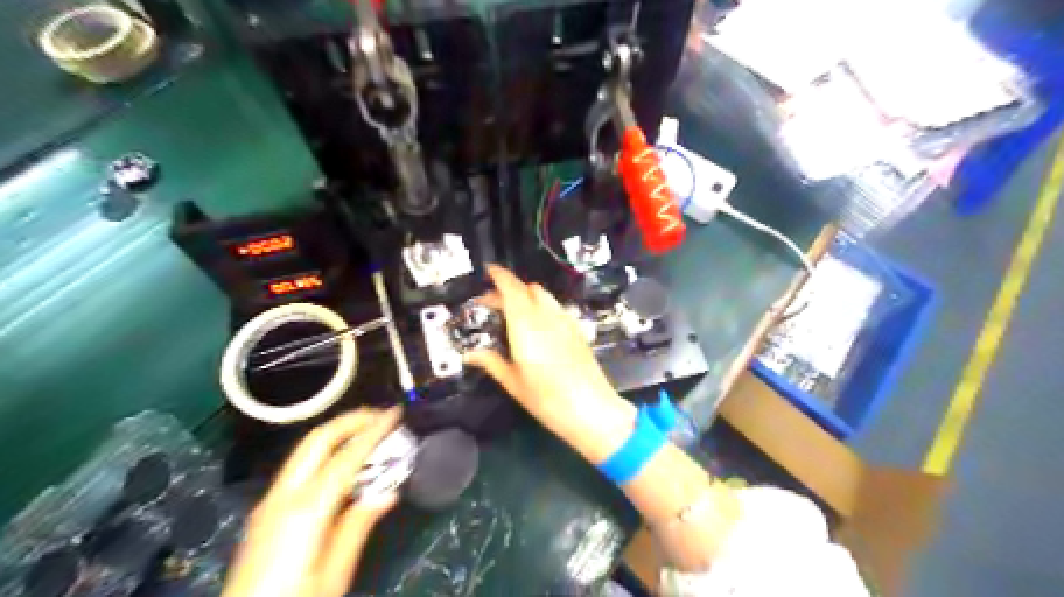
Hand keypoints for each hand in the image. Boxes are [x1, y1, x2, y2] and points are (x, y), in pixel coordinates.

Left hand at [225, 407, 403, 596]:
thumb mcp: (335, 574)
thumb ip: (358, 526)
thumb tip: (388, 493)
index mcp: (306, 509)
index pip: (346, 457)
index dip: (373, 432)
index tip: (395, 414)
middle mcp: (284, 496)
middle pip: (317, 441)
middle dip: (350, 421)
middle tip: (380, 415)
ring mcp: (270, 502)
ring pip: (306, 451)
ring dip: (338, 435)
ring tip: (367, 432)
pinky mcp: (267, 512)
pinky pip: (300, 468)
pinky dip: (326, 454)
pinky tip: (344, 465)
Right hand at [467, 264, 629, 464]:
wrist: (592, 409)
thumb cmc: (548, 399)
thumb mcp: (514, 383)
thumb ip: (492, 363)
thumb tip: (469, 355)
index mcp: (526, 325)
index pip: (512, 289)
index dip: (499, 276)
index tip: (488, 271)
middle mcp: (547, 316)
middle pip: (528, 288)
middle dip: (509, 289)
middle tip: (492, 304)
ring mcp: (565, 321)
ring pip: (544, 295)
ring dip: (526, 296)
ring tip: (513, 313)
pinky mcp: (576, 329)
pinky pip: (556, 307)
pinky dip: (542, 306)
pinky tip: (536, 326)